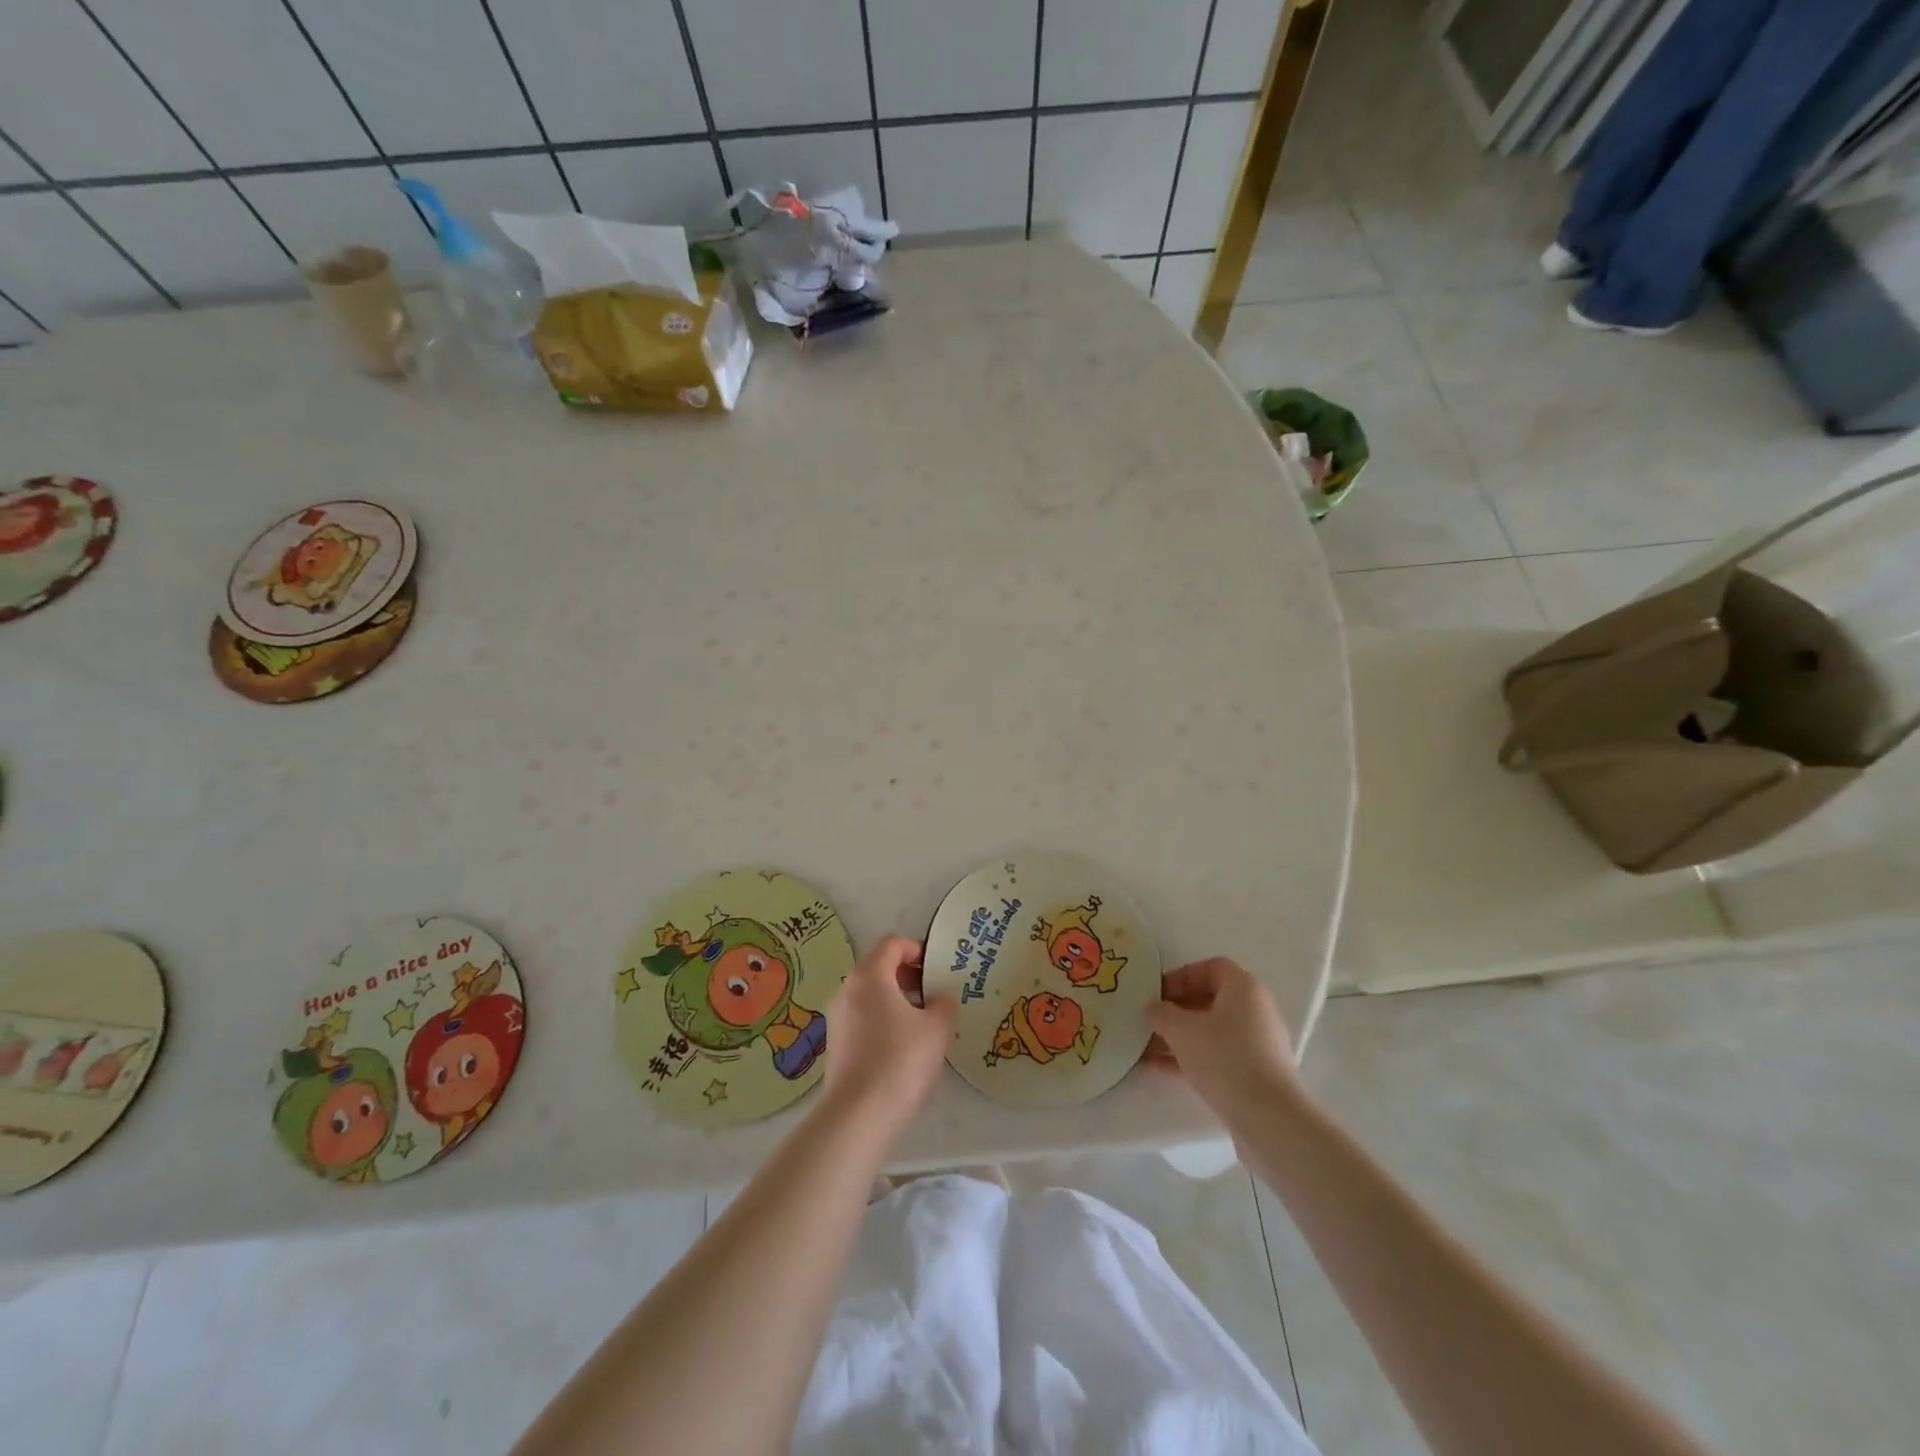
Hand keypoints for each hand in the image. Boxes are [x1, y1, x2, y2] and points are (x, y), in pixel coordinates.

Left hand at [821, 935, 957, 1135]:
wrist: (858, 1116)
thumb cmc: (900, 1060)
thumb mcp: (937, 1028)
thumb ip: (944, 1004)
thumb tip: (940, 998)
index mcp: (869, 975)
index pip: (892, 944)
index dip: (917, 949)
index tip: (937, 969)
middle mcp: (847, 989)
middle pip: (879, 967)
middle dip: (908, 976)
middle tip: (934, 994)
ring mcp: (837, 1018)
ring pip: (870, 995)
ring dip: (896, 1000)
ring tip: (923, 1024)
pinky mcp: (835, 1046)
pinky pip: (862, 1019)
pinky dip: (883, 1021)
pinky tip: (903, 1048)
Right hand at [1146, 957, 1299, 1117]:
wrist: (1269, 1119)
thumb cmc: (1225, 1059)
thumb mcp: (1181, 1030)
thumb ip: (1162, 1013)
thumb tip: (1154, 1009)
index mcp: (1244, 988)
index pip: (1210, 967)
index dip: (1181, 976)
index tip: (1158, 993)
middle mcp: (1256, 1010)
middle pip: (1210, 999)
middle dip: (1176, 1010)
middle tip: (1150, 1021)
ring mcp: (1258, 1043)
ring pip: (1212, 1030)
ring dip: (1180, 1036)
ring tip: (1148, 1048)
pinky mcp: (1256, 1073)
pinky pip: (1219, 1055)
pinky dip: (1192, 1057)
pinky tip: (1162, 1069)